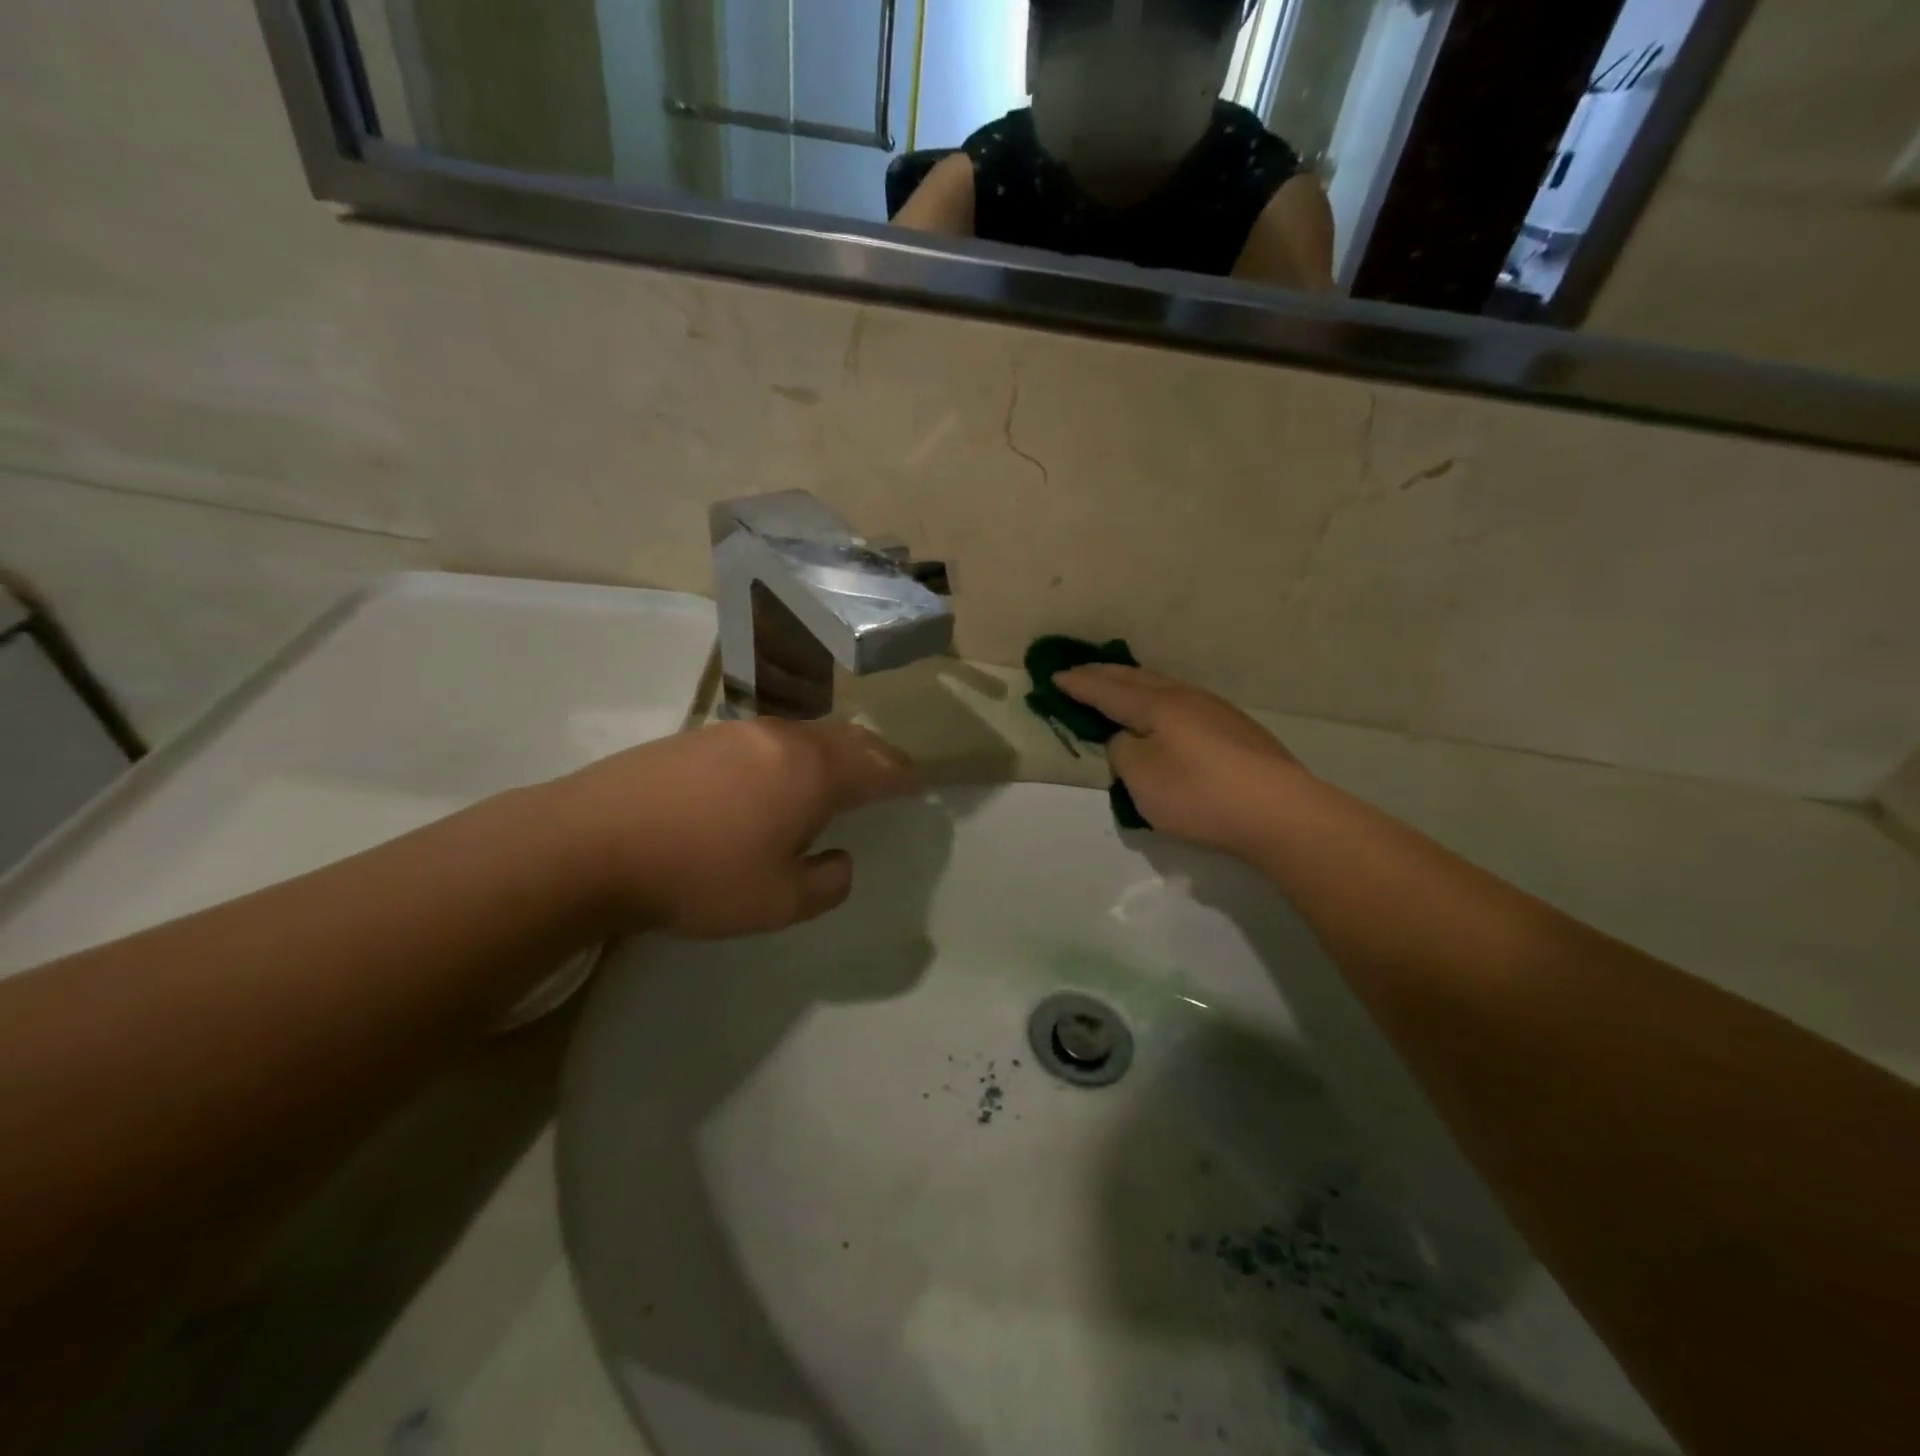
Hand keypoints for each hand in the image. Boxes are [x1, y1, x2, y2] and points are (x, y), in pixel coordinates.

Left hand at [552, 718, 921, 937]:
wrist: (592, 842)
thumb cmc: (699, 875)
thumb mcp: (778, 902)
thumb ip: (825, 884)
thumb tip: (840, 863)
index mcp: (813, 773)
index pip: (877, 768)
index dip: (903, 776)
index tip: (920, 783)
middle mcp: (783, 739)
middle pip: (846, 738)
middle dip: (876, 754)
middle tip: (891, 771)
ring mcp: (738, 732)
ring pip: (806, 733)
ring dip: (834, 750)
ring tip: (839, 771)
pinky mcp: (699, 737)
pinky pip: (769, 738)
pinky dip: (794, 752)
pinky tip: (777, 774)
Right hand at [1057, 666, 1304, 858]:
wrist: (1279, 811)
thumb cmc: (1199, 793)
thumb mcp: (1140, 778)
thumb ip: (1122, 751)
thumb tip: (1128, 738)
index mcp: (1157, 705)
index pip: (1107, 690)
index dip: (1078, 684)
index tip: (1054, 676)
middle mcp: (1185, 697)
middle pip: (1136, 679)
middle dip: (1103, 674)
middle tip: (1079, 671)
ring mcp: (1215, 710)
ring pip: (1163, 686)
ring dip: (1134, 684)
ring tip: (1118, 686)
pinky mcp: (1236, 729)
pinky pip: (1182, 702)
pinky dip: (1158, 700)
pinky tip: (1163, 712)